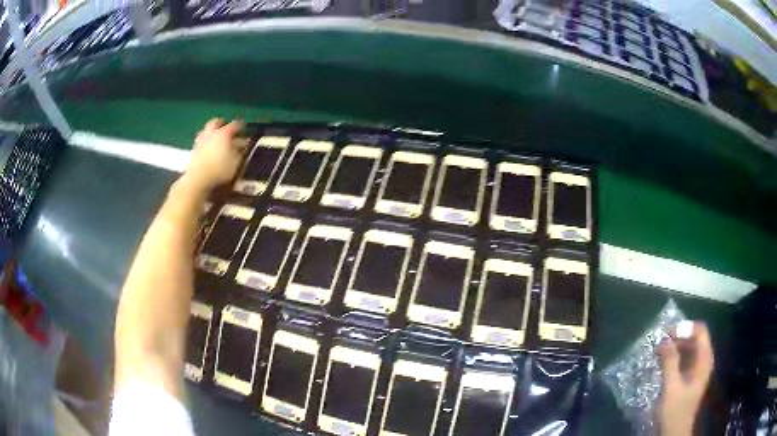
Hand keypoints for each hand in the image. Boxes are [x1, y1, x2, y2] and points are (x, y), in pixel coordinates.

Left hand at [181, 118, 244, 193]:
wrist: (197, 179)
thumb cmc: (220, 169)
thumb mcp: (236, 162)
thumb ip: (240, 152)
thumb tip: (242, 145)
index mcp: (223, 133)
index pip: (234, 125)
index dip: (241, 126)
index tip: (245, 129)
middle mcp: (211, 133)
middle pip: (215, 122)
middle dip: (221, 123)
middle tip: (226, 127)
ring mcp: (200, 141)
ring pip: (206, 131)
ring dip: (211, 133)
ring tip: (216, 138)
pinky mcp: (193, 151)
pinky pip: (200, 142)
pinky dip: (205, 143)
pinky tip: (208, 150)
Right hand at [657, 321, 713, 435]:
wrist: (674, 433)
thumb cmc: (675, 411)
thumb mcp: (671, 388)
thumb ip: (669, 362)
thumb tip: (664, 339)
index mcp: (704, 360)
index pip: (701, 331)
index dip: (686, 328)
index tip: (668, 334)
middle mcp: (704, 361)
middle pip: (695, 338)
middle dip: (679, 337)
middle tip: (660, 343)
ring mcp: (698, 370)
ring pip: (690, 348)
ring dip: (676, 347)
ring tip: (659, 352)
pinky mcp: (690, 378)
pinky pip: (685, 359)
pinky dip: (675, 357)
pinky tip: (663, 364)